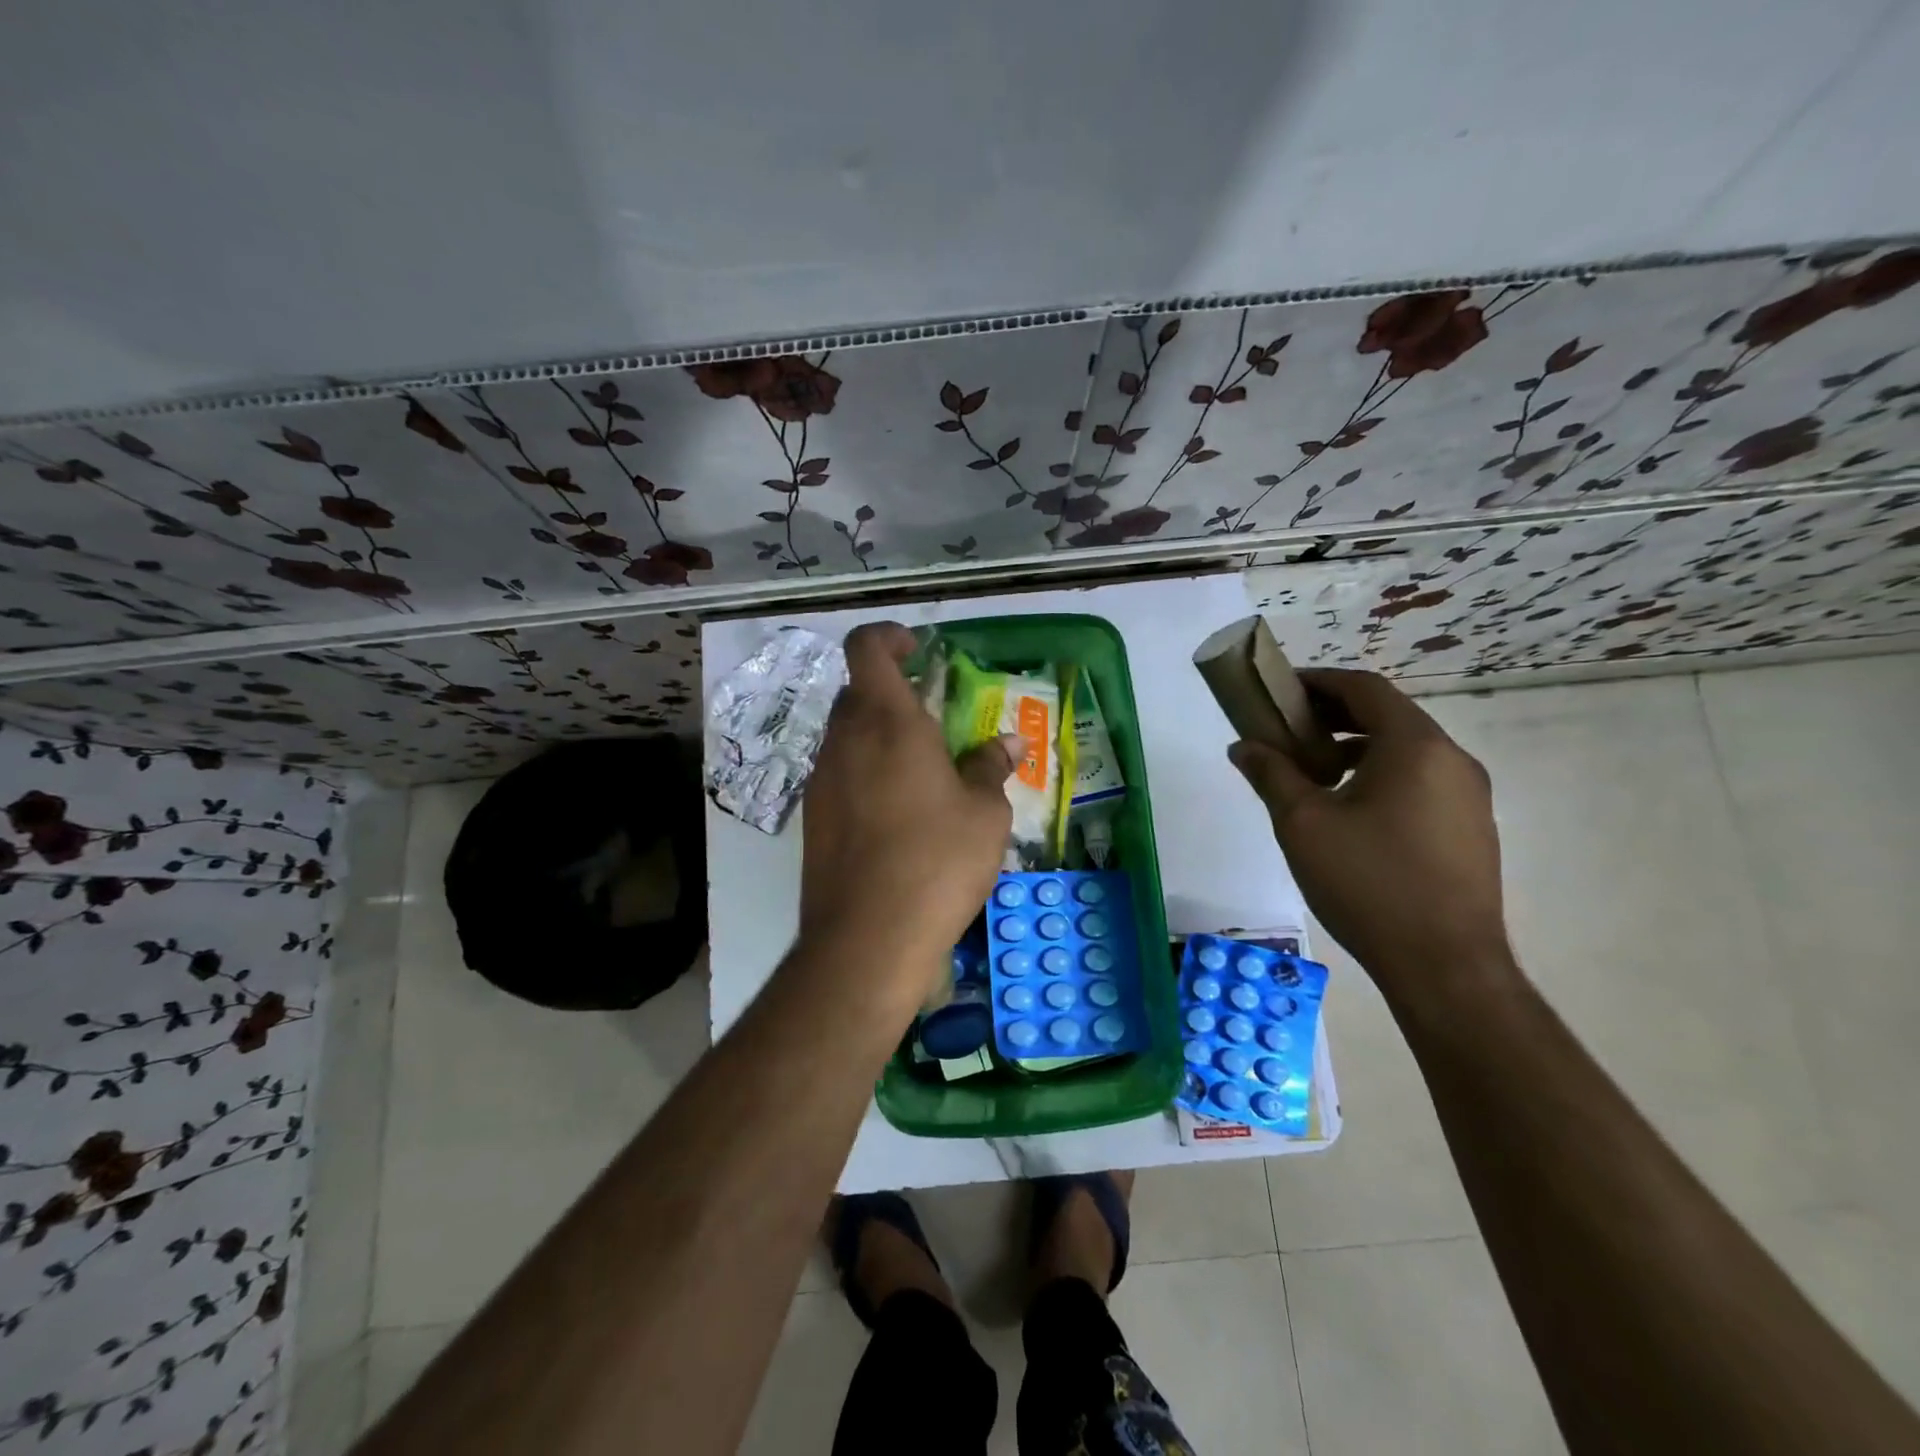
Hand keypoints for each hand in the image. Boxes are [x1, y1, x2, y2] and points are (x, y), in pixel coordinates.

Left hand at [798, 622, 1013, 999]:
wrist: (868, 938)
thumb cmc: (938, 861)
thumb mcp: (985, 813)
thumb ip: (991, 767)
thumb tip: (1008, 743)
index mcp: (887, 722)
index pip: (866, 648)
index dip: (888, 637)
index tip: (917, 649)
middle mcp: (845, 741)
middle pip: (858, 694)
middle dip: (892, 694)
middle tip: (933, 721)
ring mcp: (822, 781)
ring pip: (847, 737)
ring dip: (879, 739)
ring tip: (922, 774)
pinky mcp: (812, 820)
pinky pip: (840, 776)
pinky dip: (866, 775)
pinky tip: (897, 816)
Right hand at [1228, 669, 1514, 1001]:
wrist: (1445, 966)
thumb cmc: (1368, 882)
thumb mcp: (1302, 823)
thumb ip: (1271, 774)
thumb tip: (1245, 746)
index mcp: (1415, 746)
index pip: (1364, 688)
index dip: (1318, 681)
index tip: (1280, 690)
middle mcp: (1452, 760)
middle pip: (1388, 715)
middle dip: (1333, 715)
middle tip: (1287, 731)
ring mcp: (1469, 796)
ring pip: (1405, 750)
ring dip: (1356, 747)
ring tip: (1313, 773)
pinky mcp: (1470, 829)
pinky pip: (1421, 781)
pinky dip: (1381, 775)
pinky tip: (1350, 811)